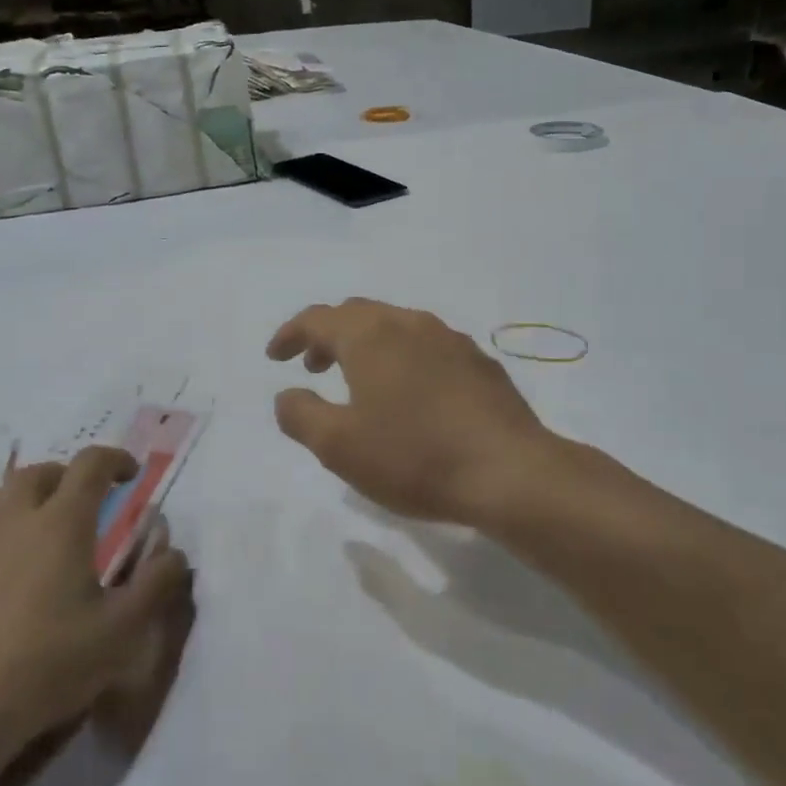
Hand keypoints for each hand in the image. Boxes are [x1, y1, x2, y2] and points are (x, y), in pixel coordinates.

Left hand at [0, 448, 192, 785]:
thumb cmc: (44, 667)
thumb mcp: (121, 633)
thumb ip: (157, 584)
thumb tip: (174, 550)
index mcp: (62, 523)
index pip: (91, 465)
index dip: (114, 459)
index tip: (128, 475)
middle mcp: (10, 516)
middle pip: (38, 473)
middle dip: (64, 478)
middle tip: (78, 504)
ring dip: (11, 500)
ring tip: (22, 526)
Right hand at [267, 298, 557, 527]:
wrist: (509, 471)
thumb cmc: (413, 456)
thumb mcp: (339, 446)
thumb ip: (301, 415)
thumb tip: (288, 395)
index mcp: (370, 335)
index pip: (317, 318)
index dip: (290, 334)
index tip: (276, 357)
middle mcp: (410, 323)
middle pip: (358, 315)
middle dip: (328, 336)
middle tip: (313, 367)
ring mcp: (450, 339)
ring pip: (395, 327)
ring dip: (367, 346)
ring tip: (359, 380)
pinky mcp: (479, 362)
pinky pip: (427, 347)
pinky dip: (402, 358)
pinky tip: (410, 394)